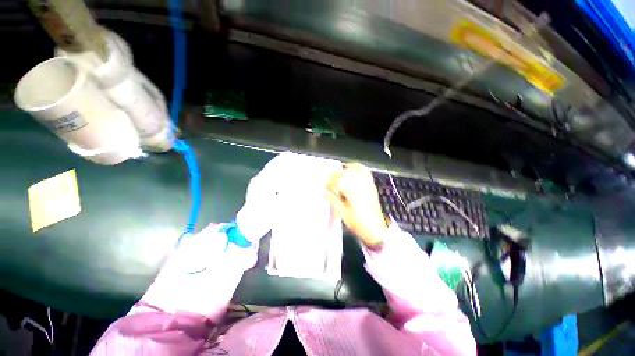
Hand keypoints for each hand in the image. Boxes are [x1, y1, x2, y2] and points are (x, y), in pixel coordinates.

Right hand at [325, 163, 387, 246]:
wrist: (375, 229)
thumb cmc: (359, 223)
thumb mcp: (342, 213)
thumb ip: (333, 199)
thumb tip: (324, 191)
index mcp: (354, 192)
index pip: (338, 180)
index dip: (330, 183)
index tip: (325, 188)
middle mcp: (361, 185)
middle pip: (345, 173)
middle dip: (335, 177)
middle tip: (330, 185)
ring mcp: (367, 184)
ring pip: (353, 170)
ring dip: (343, 172)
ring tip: (338, 178)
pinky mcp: (371, 185)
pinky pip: (364, 171)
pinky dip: (356, 167)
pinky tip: (351, 168)